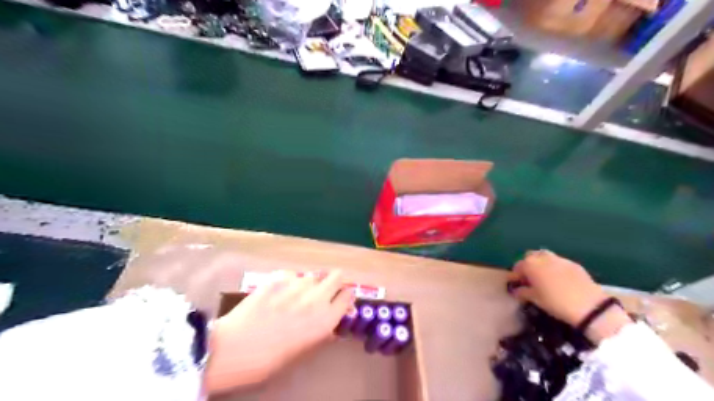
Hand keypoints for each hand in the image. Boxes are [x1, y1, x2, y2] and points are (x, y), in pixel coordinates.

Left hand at [203, 269, 353, 393]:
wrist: (234, 349)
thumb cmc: (270, 359)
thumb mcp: (304, 350)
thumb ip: (321, 330)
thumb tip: (328, 317)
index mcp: (325, 319)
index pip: (348, 295)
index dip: (344, 296)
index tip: (339, 299)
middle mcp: (316, 297)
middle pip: (336, 276)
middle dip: (333, 282)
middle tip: (323, 291)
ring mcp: (297, 284)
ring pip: (312, 275)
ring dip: (309, 283)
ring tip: (295, 295)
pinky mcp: (278, 277)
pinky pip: (292, 274)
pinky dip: (289, 281)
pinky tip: (278, 292)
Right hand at [508, 251, 629, 340]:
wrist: (589, 306)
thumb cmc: (555, 303)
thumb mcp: (535, 299)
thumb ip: (522, 292)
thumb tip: (516, 290)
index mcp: (530, 264)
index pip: (517, 267)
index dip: (515, 276)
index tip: (515, 285)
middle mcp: (543, 257)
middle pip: (530, 257)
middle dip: (528, 266)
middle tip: (530, 279)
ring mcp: (559, 259)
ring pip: (545, 257)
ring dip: (541, 264)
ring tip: (544, 278)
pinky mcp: (573, 264)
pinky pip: (559, 263)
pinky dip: (555, 268)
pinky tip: (559, 280)